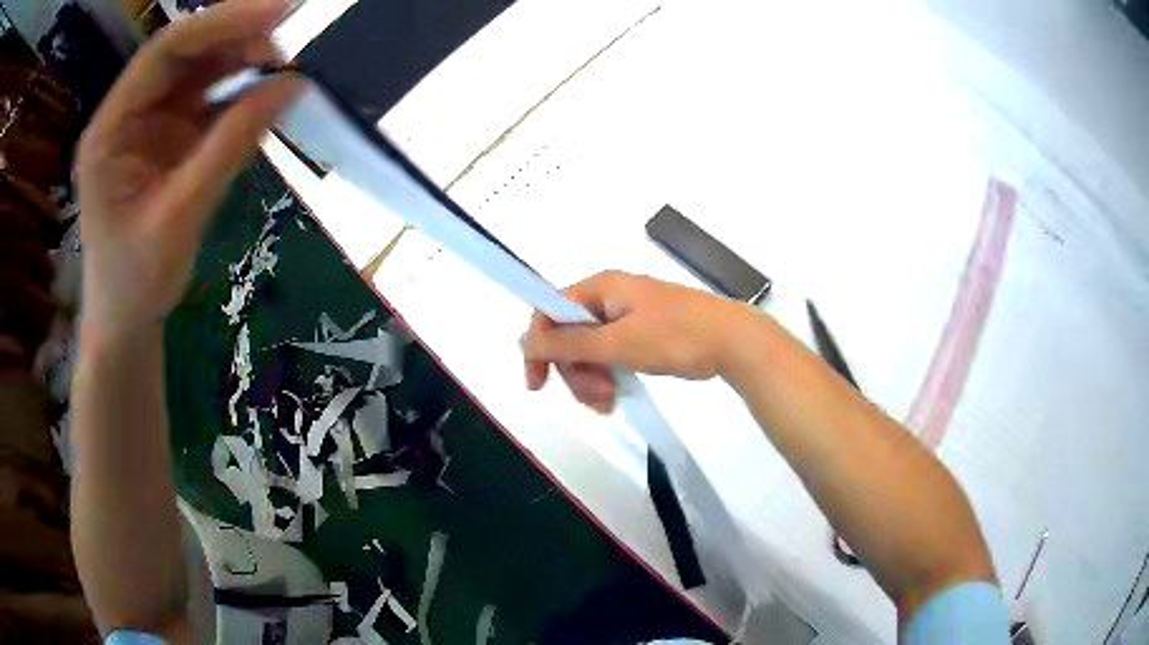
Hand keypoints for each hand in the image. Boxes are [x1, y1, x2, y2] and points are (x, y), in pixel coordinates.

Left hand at [76, 0, 300, 343]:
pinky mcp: (168, 137)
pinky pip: (208, 98)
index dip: (219, 23)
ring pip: (199, 69)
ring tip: (285, 66)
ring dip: (242, 61)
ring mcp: (148, 122)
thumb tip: (291, 85)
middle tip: (290, 42)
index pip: (164, 51)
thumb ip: (229, 147)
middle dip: (236, 38)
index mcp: (110, 129)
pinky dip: (240, 91)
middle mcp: (128, 114)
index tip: (277, 13)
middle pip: (184, 52)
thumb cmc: (136, 283)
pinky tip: (267, 93)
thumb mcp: (180, 218)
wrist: (126, 322)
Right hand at [521, 271, 749, 411]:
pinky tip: (616, 396)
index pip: (550, 311)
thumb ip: (568, 344)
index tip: (538, 384)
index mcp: (601, 287)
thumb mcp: (617, 343)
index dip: (539, 346)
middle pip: (570, 334)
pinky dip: (609, 375)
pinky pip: (612, 353)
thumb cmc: (675, 336)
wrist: (733, 341)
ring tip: (609, 402)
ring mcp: (629, 314)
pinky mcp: (645, 332)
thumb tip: (524, 342)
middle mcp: (610, 296)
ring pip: (591, 348)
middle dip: (575, 371)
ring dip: (592, 378)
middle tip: (595, 399)